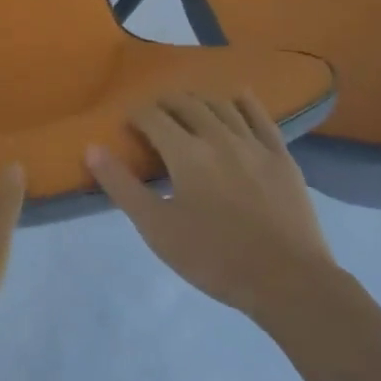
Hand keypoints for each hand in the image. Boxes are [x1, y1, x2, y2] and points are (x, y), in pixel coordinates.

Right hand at [87, 92, 339, 321]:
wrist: (289, 282)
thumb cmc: (214, 258)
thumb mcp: (156, 228)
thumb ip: (121, 185)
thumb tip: (91, 148)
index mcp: (185, 152)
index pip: (152, 117)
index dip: (135, 115)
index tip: (127, 125)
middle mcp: (217, 136)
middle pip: (185, 104)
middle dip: (164, 104)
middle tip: (153, 116)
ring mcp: (253, 144)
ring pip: (220, 105)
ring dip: (198, 100)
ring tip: (188, 108)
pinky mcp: (281, 156)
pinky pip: (260, 116)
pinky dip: (244, 102)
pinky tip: (236, 98)